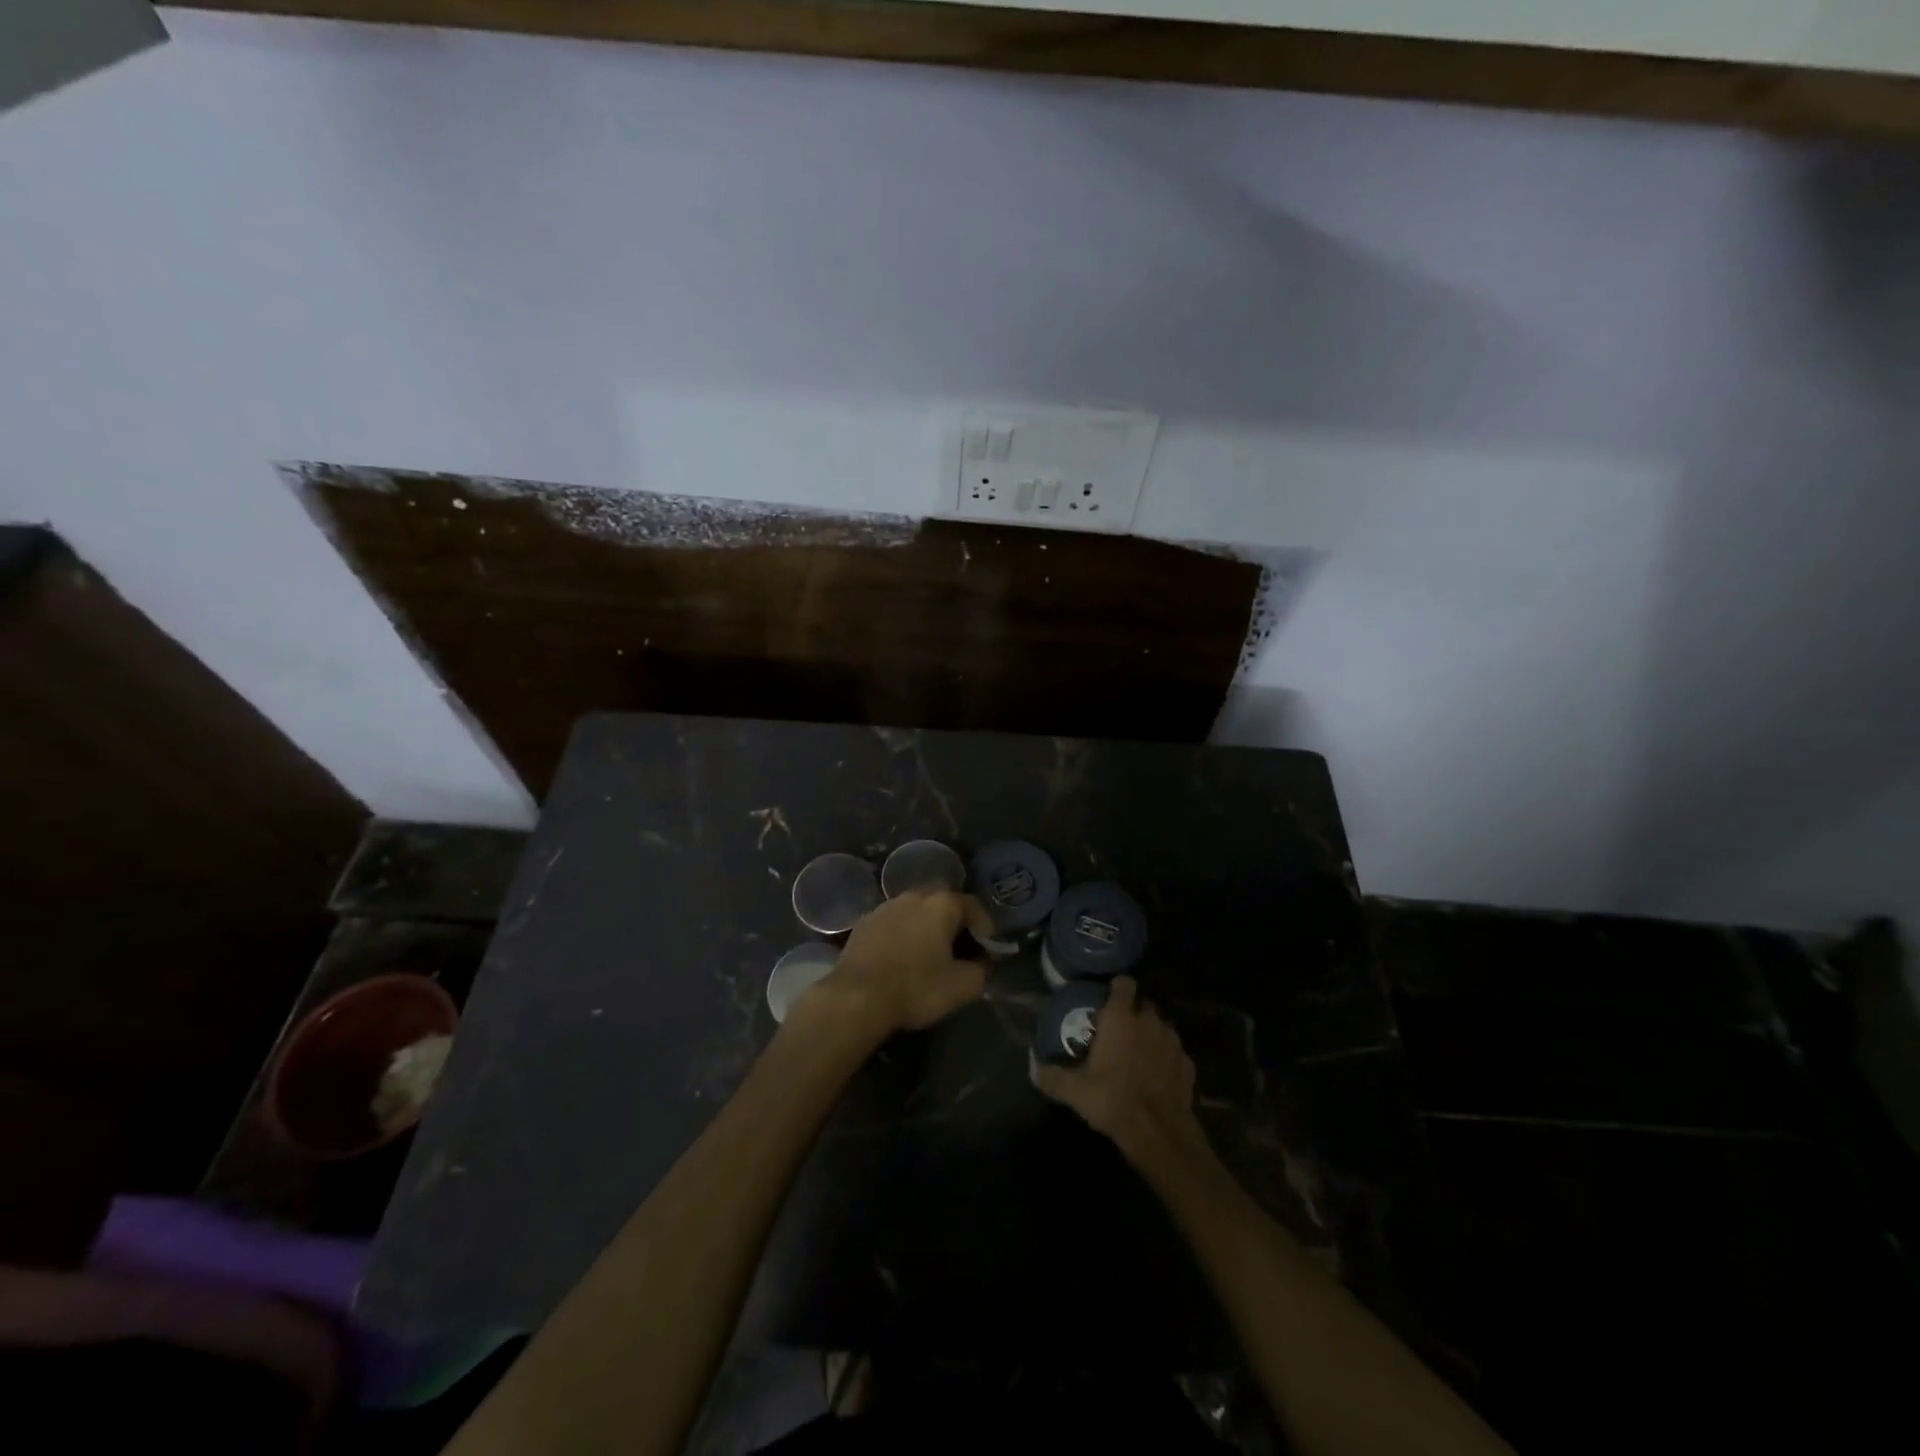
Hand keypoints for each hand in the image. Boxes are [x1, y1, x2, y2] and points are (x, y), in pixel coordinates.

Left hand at [808, 890, 993, 1036]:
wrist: (856, 997)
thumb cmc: (916, 987)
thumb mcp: (963, 987)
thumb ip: (980, 970)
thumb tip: (979, 964)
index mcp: (941, 903)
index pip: (972, 906)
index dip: (984, 927)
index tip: (986, 949)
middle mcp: (913, 895)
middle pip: (942, 903)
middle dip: (953, 923)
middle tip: (959, 949)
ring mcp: (885, 906)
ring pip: (915, 911)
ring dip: (925, 927)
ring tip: (928, 953)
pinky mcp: (863, 922)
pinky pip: (893, 923)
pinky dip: (902, 934)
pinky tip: (901, 957)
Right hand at [1032, 976, 1204, 1166]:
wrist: (1159, 1132)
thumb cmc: (1113, 1100)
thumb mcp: (1074, 1091)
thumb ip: (1051, 1075)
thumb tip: (1033, 1067)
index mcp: (1121, 1018)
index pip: (1124, 983)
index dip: (1117, 988)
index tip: (1107, 1000)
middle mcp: (1149, 1021)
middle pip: (1143, 1005)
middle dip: (1133, 1014)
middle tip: (1118, 1033)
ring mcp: (1173, 1042)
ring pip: (1161, 1028)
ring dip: (1150, 1036)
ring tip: (1138, 1056)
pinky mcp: (1188, 1064)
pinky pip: (1174, 1053)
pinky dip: (1166, 1059)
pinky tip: (1156, 1077)